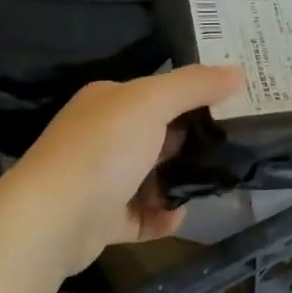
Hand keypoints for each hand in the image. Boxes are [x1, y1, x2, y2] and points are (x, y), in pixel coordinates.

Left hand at [5, 64, 242, 275]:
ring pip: (150, 177)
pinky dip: (161, 216)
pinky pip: (140, 216)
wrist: (52, 220)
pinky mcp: (101, 220)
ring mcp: (99, 180)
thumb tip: (239, 71)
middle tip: (230, 146)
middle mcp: (101, 136)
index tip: (231, 104)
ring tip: (210, 183)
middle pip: (156, 134)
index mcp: (109, 101)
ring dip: (177, 181)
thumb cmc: (104, 148)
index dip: (193, 96)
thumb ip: (195, 85)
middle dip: (190, 142)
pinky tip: (179, 215)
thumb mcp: (153, 102)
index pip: (157, 92)